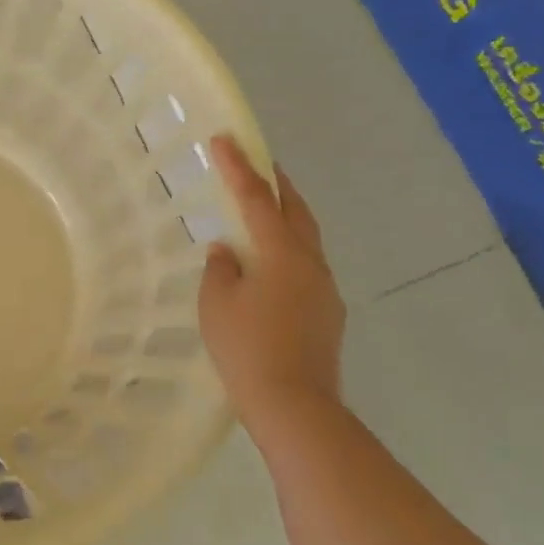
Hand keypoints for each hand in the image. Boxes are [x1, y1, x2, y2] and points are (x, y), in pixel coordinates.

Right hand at [199, 136, 345, 427]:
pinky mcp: (327, 314)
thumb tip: (228, 252)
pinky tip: (268, 268)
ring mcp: (324, 290)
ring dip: (285, 218)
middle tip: (258, 165)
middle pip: (296, 211)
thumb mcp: (216, 304)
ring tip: (261, 213)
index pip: (257, 199)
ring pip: (305, 240)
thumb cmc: (246, 347)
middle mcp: (311, 263)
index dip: (239, 167)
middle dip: (277, 185)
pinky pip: (305, 267)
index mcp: (282, 253)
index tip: (225, 139)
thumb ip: (220, 269)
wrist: (294, 404)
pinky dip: (287, 252)